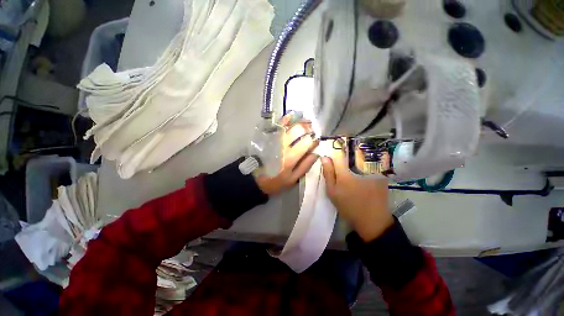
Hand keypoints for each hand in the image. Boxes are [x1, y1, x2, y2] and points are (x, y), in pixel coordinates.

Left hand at [255, 116, 319, 194]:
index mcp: (291, 157)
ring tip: (307, 122)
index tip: (317, 140)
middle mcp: (283, 145)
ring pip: (289, 125)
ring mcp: (275, 140)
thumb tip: (316, 154)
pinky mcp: (268, 138)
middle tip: (312, 130)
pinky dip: (285, 119)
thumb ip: (305, 166)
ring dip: (300, 122)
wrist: (255, 179)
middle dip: (308, 128)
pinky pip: (277, 125)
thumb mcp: (292, 179)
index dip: (314, 140)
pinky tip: (291, 116)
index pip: (307, 143)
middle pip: (298, 130)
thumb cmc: (275, 181)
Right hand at [321, 146, 392, 241]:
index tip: (334, 144)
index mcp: (345, 172)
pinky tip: (367, 159)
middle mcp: (359, 167)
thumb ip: (328, 173)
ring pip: (365, 152)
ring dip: (359, 148)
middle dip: (349, 145)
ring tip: (355, 149)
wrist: (372, 219)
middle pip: (353, 149)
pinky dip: (370, 155)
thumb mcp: (332, 192)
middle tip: (345, 146)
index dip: (335, 147)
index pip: (339, 153)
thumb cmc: (348, 206)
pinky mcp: (382, 173)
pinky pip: (376, 158)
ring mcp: (373, 169)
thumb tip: (324, 157)